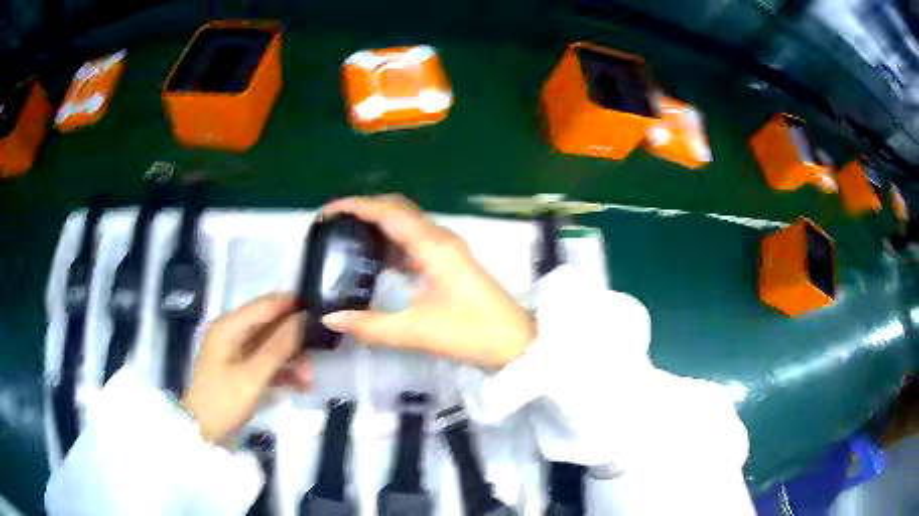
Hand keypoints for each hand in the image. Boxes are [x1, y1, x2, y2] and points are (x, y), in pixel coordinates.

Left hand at [181, 295, 310, 443]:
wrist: (203, 433)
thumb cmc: (223, 401)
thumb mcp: (252, 376)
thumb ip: (278, 346)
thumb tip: (304, 318)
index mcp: (230, 326)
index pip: (266, 305)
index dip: (293, 305)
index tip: (322, 314)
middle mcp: (234, 333)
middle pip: (272, 326)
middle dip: (296, 341)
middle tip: (318, 357)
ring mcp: (238, 352)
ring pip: (273, 346)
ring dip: (292, 360)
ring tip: (309, 381)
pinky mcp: (242, 370)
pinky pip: (268, 363)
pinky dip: (283, 372)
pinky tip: (300, 387)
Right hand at [321, 195, 535, 368]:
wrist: (515, 342)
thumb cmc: (470, 333)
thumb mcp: (415, 331)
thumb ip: (369, 325)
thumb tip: (330, 317)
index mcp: (432, 246)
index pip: (387, 212)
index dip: (356, 206)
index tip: (328, 211)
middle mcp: (440, 238)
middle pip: (398, 209)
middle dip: (365, 208)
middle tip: (335, 223)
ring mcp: (449, 247)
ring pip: (408, 222)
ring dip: (380, 222)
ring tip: (349, 235)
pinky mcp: (452, 260)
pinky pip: (417, 239)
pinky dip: (394, 240)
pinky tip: (378, 258)